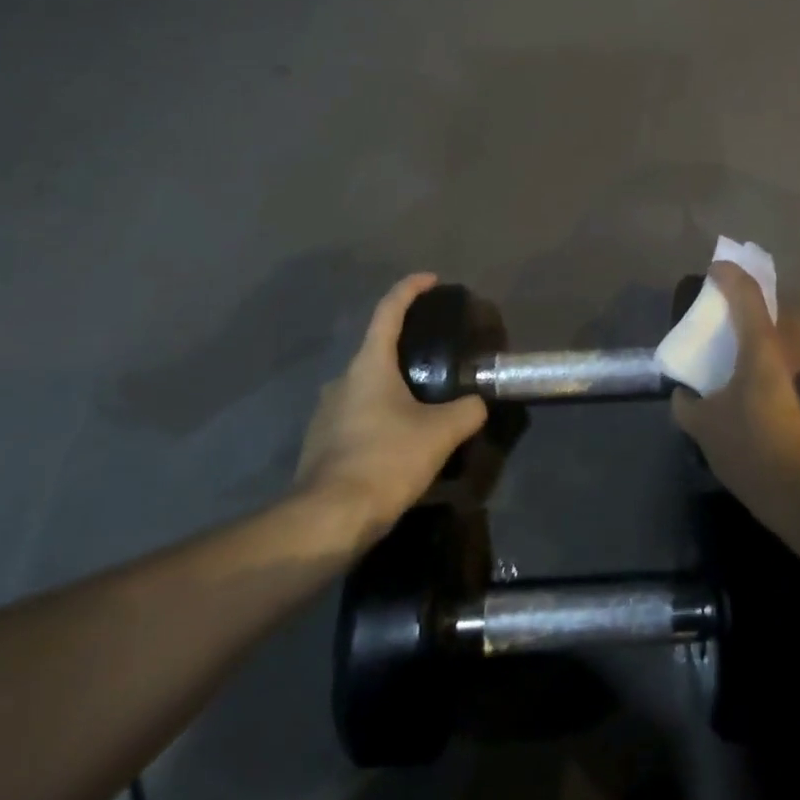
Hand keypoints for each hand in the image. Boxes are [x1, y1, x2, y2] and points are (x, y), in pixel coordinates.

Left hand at [294, 274, 486, 539]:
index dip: (411, 289)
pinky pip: (358, 416)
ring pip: (367, 386)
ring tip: (425, 402)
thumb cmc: (385, 460)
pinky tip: (401, 439)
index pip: (389, 310)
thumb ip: (466, 411)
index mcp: (369, 365)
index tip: (431, 280)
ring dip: (394, 387)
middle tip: (438, 353)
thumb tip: (477, 403)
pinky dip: (381, 416)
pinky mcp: (321, 443)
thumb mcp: (440, 434)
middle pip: (378, 349)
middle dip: (407, 346)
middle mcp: (343, 380)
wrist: (327, 519)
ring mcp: (327, 412)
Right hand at [672, 262, 799, 518]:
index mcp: (762, 346)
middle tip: (737, 315)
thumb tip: (684, 395)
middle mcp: (793, 350)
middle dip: (762, 303)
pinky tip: (763, 392)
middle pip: (783, 309)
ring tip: (747, 356)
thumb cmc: (752, 448)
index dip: (729, 275)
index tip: (714, 269)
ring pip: (794, 338)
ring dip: (773, 336)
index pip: (747, 294)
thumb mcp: (705, 427)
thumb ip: (688, 404)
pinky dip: (780, 366)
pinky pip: (798, 366)